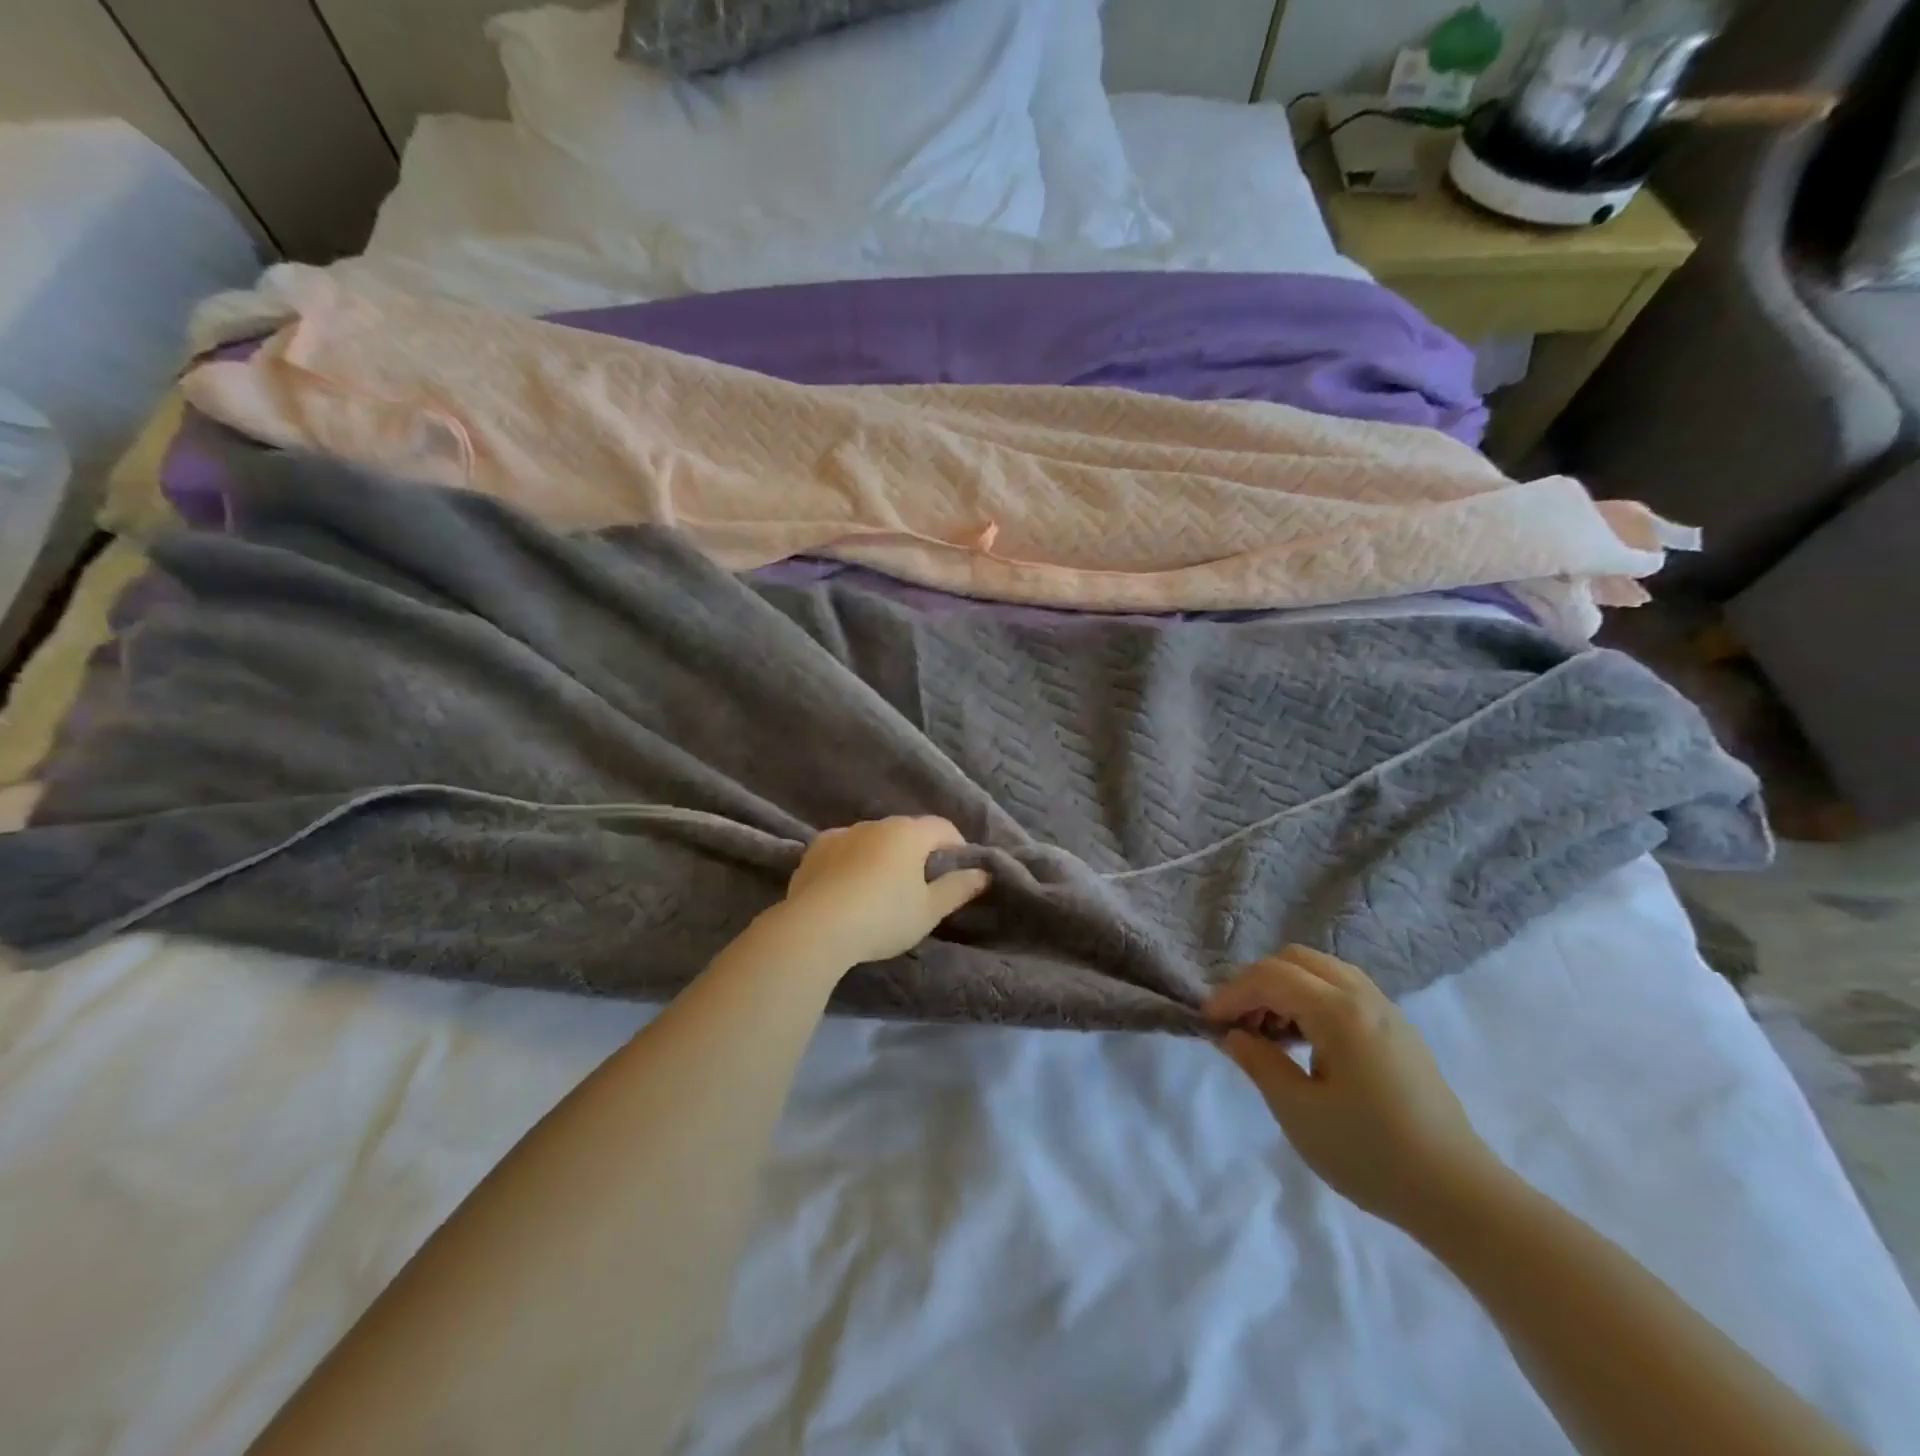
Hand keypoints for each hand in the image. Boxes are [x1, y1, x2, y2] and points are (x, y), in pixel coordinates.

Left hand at [780, 817, 990, 968]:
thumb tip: (982, 873)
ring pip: (872, 839)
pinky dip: (852, 862)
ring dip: (882, 855)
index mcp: (908, 833)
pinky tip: (849, 887)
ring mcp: (841, 834)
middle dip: (918, 851)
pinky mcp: (814, 850)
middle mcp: (875, 824)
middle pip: (906, 831)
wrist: (815, 928)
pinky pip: (844, 850)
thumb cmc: (884, 917)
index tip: (959, 870)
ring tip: (882, 888)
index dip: (956, 846)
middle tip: (921, 884)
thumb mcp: (929, 910)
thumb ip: (958, 888)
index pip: (943, 827)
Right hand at [1205, 946, 1506, 1234]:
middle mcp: (1364, 997)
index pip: (1270, 977)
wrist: (1460, 1195)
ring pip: (1322, 970)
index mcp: (1339, 1012)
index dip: (1232, 994)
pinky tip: (1306, 1042)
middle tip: (1240, 1023)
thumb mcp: (1298, 1112)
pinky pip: (1344, 990)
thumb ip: (1259, 1063)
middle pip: (1296, 959)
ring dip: (1286, 988)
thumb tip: (1234, 1035)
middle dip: (1258, 983)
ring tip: (1269, 1033)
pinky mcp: (1400, 1031)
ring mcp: (1387, 1011)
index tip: (1208, 1022)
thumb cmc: (1370, 1154)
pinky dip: (1312, 998)